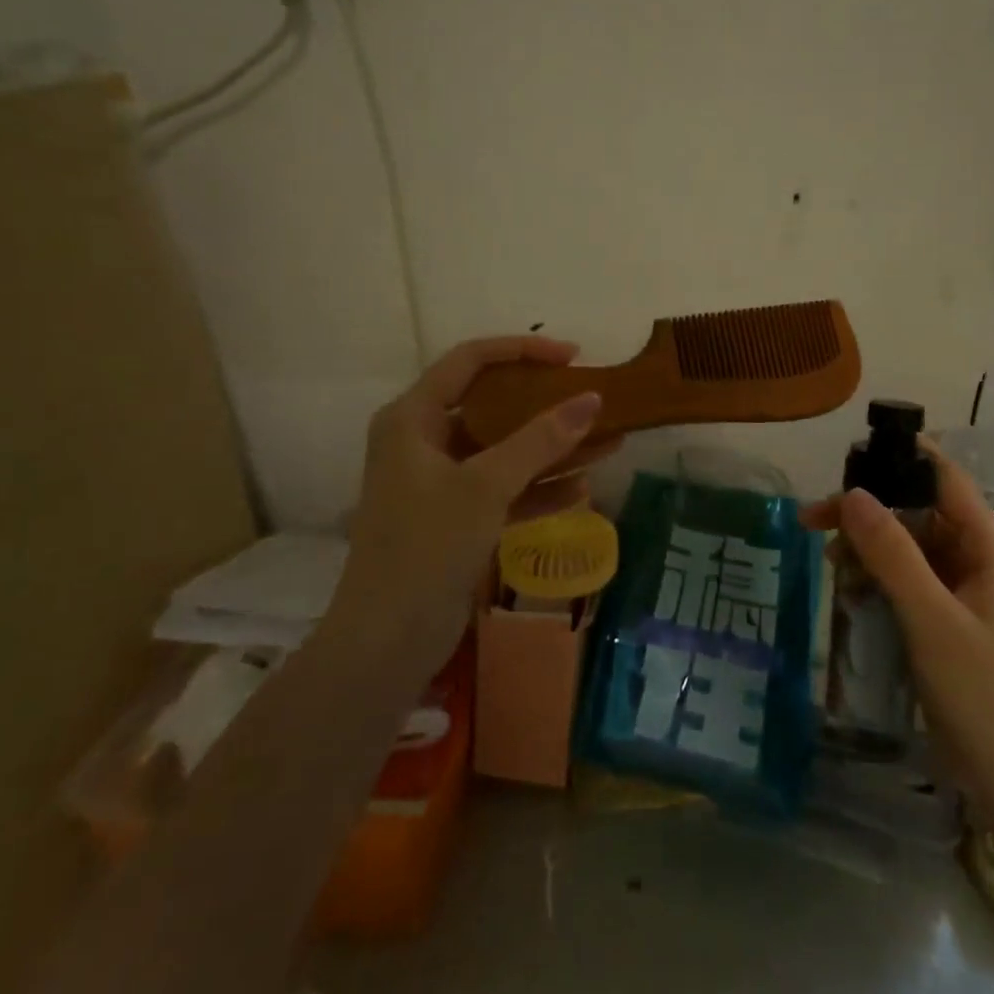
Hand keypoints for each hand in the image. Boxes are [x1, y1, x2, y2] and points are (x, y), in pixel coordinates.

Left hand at [341, 336, 608, 673]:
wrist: (385, 643)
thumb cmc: (426, 547)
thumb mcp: (485, 486)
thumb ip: (540, 440)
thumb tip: (592, 398)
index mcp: (412, 417)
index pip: (470, 360)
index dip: (523, 350)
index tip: (573, 356)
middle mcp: (422, 440)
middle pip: (490, 404)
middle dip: (545, 405)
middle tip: (592, 400)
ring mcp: (438, 482)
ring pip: (503, 450)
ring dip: (551, 450)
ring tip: (607, 443)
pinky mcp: (454, 518)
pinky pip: (503, 489)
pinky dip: (537, 488)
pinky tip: (581, 490)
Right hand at [802, 439, 993, 815]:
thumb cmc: (984, 696)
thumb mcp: (931, 620)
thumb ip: (892, 554)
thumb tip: (852, 493)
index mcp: (989, 546)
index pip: (944, 478)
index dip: (900, 457)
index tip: (847, 457)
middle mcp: (979, 558)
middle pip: (917, 510)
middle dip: (867, 511)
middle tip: (813, 520)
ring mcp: (965, 591)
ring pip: (909, 545)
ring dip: (868, 546)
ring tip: (828, 562)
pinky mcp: (950, 619)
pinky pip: (909, 579)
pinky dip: (878, 577)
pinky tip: (850, 590)